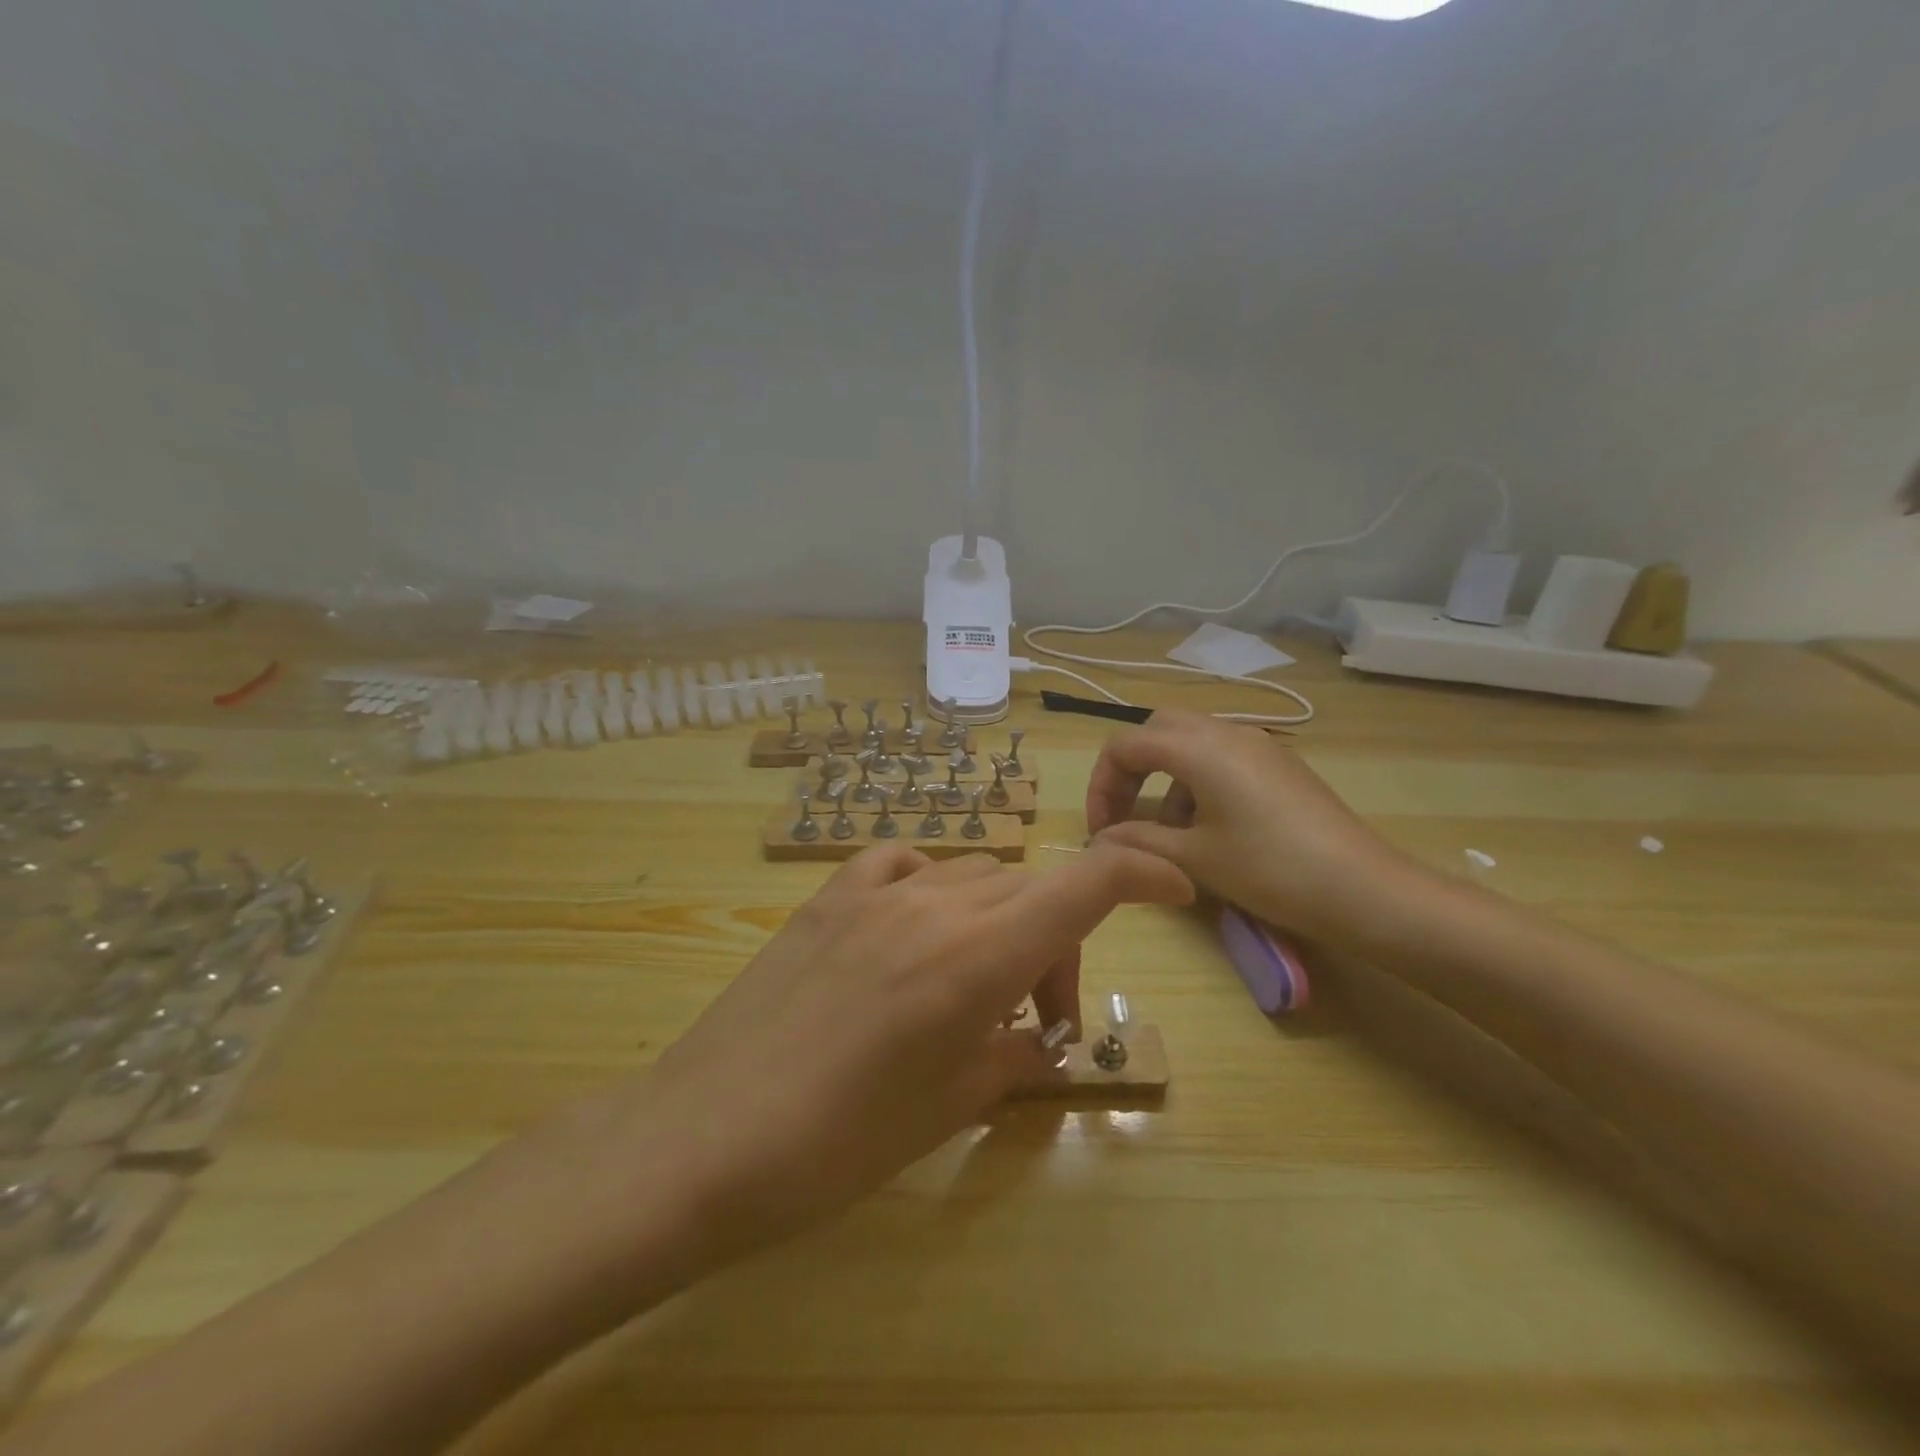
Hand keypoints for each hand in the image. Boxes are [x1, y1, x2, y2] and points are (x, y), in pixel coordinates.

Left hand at [599, 843, 1191, 1278]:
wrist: (705, 1137)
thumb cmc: (838, 1143)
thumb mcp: (948, 1107)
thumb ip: (1011, 1057)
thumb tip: (1036, 1040)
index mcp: (977, 958)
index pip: (1084, 883)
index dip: (1140, 872)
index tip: (1172, 886)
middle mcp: (935, 905)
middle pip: (1031, 890)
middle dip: (1055, 943)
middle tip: (1033, 1016)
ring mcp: (876, 893)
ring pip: (974, 875)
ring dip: (997, 920)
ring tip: (970, 985)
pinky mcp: (828, 897)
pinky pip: (905, 866)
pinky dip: (931, 890)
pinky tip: (914, 932)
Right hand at [1085, 707, 1418, 945]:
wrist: (1363, 890)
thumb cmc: (1269, 870)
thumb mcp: (1194, 858)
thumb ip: (1137, 841)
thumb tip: (1100, 838)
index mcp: (1198, 748)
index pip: (1125, 745)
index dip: (1101, 784)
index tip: (1100, 829)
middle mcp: (1226, 732)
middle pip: (1157, 730)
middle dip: (1131, 770)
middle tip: (1125, 816)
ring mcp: (1258, 745)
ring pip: (1191, 743)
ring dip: (1165, 778)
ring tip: (1169, 833)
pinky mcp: (1279, 764)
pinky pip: (1222, 757)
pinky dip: (1197, 781)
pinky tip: (1209, 828)